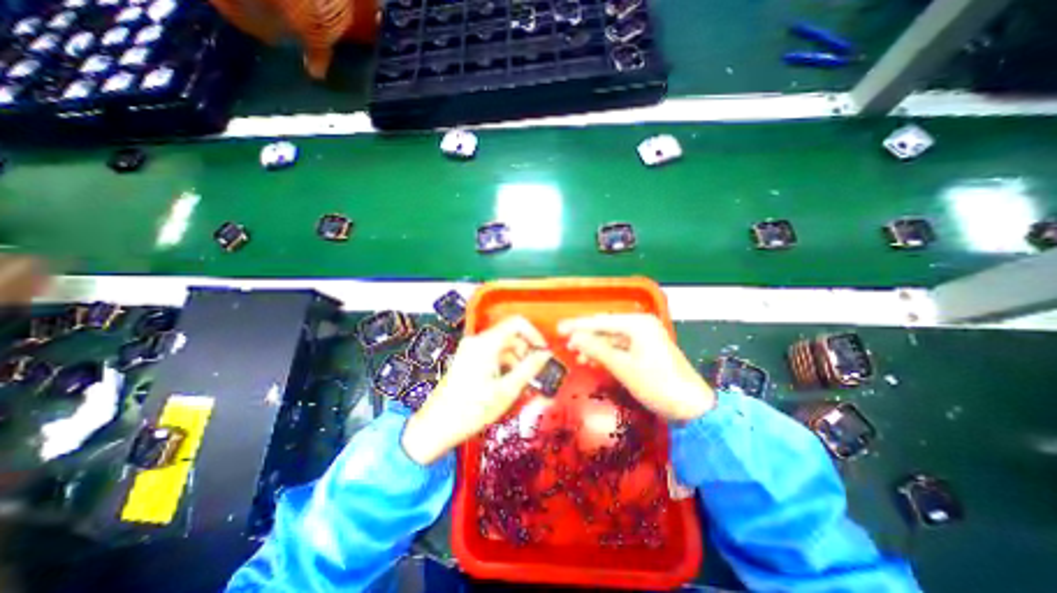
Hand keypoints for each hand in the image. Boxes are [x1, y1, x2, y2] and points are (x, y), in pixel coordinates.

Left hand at [403, 317, 553, 465]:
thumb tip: (546, 354)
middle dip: (526, 353)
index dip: (534, 334)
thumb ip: (530, 369)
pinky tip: (509, 385)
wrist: (436, 426)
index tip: (543, 353)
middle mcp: (478, 341)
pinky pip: (493, 356)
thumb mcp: (507, 390)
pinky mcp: (468, 359)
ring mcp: (471, 350)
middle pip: (510, 336)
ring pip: (503, 347)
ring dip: (516, 362)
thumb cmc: (472, 409)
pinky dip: (505, 366)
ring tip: (523, 385)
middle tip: (535, 375)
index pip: (517, 323)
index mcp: (486, 343)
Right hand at [556, 314, 713, 420]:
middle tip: (565, 343)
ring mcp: (644, 337)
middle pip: (606, 328)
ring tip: (577, 356)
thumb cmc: (657, 384)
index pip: (601, 322)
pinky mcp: (645, 350)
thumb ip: (596, 349)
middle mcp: (641, 325)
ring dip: (594, 347)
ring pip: (612, 338)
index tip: (559, 329)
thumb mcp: (623, 367)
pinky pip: (620, 347)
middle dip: (585, 336)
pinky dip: (606, 354)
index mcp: (638, 324)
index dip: (578, 326)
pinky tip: (593, 361)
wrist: (692, 407)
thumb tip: (574, 338)